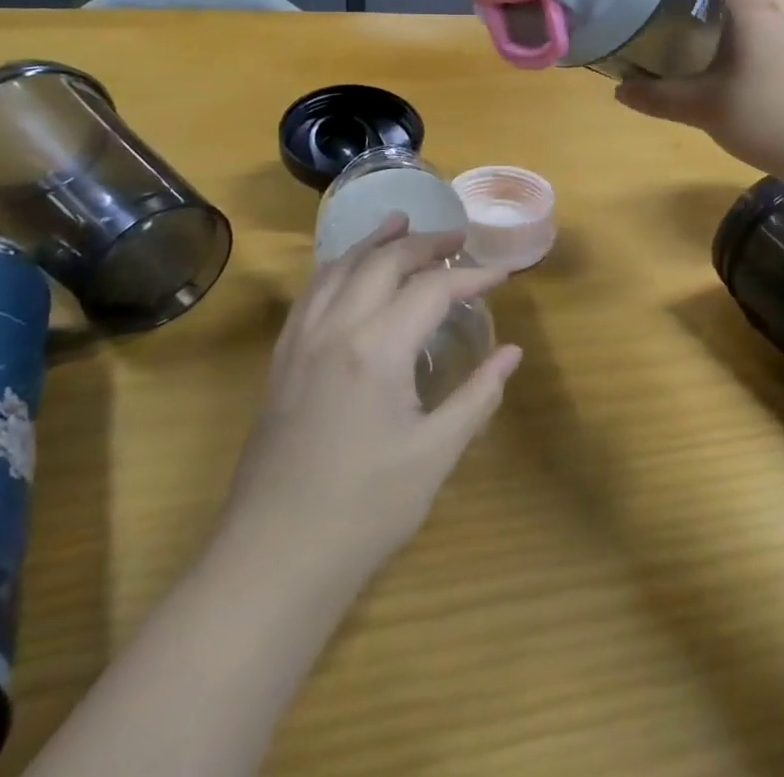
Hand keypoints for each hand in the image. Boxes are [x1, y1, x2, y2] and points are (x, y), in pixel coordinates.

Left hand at [218, 216, 521, 594]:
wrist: (271, 563)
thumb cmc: (364, 511)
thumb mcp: (435, 455)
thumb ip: (478, 396)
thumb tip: (512, 352)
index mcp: (377, 349)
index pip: (432, 289)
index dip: (470, 277)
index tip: (499, 276)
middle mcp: (335, 330)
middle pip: (383, 262)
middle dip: (424, 243)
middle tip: (457, 237)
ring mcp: (300, 344)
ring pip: (338, 268)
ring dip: (374, 240)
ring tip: (400, 221)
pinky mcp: (281, 363)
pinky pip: (311, 293)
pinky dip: (338, 266)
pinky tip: (348, 270)